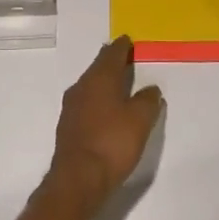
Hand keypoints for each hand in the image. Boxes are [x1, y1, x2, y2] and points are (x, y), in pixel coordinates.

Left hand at [48, 37, 164, 200]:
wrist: (78, 179)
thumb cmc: (112, 143)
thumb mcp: (140, 120)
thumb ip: (148, 100)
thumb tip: (150, 89)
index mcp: (99, 79)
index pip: (111, 54)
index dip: (122, 46)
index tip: (128, 40)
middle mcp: (81, 87)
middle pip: (98, 68)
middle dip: (111, 62)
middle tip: (125, 58)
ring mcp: (71, 107)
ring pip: (90, 86)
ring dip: (104, 82)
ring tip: (119, 83)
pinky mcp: (68, 126)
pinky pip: (86, 103)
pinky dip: (98, 100)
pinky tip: (106, 109)